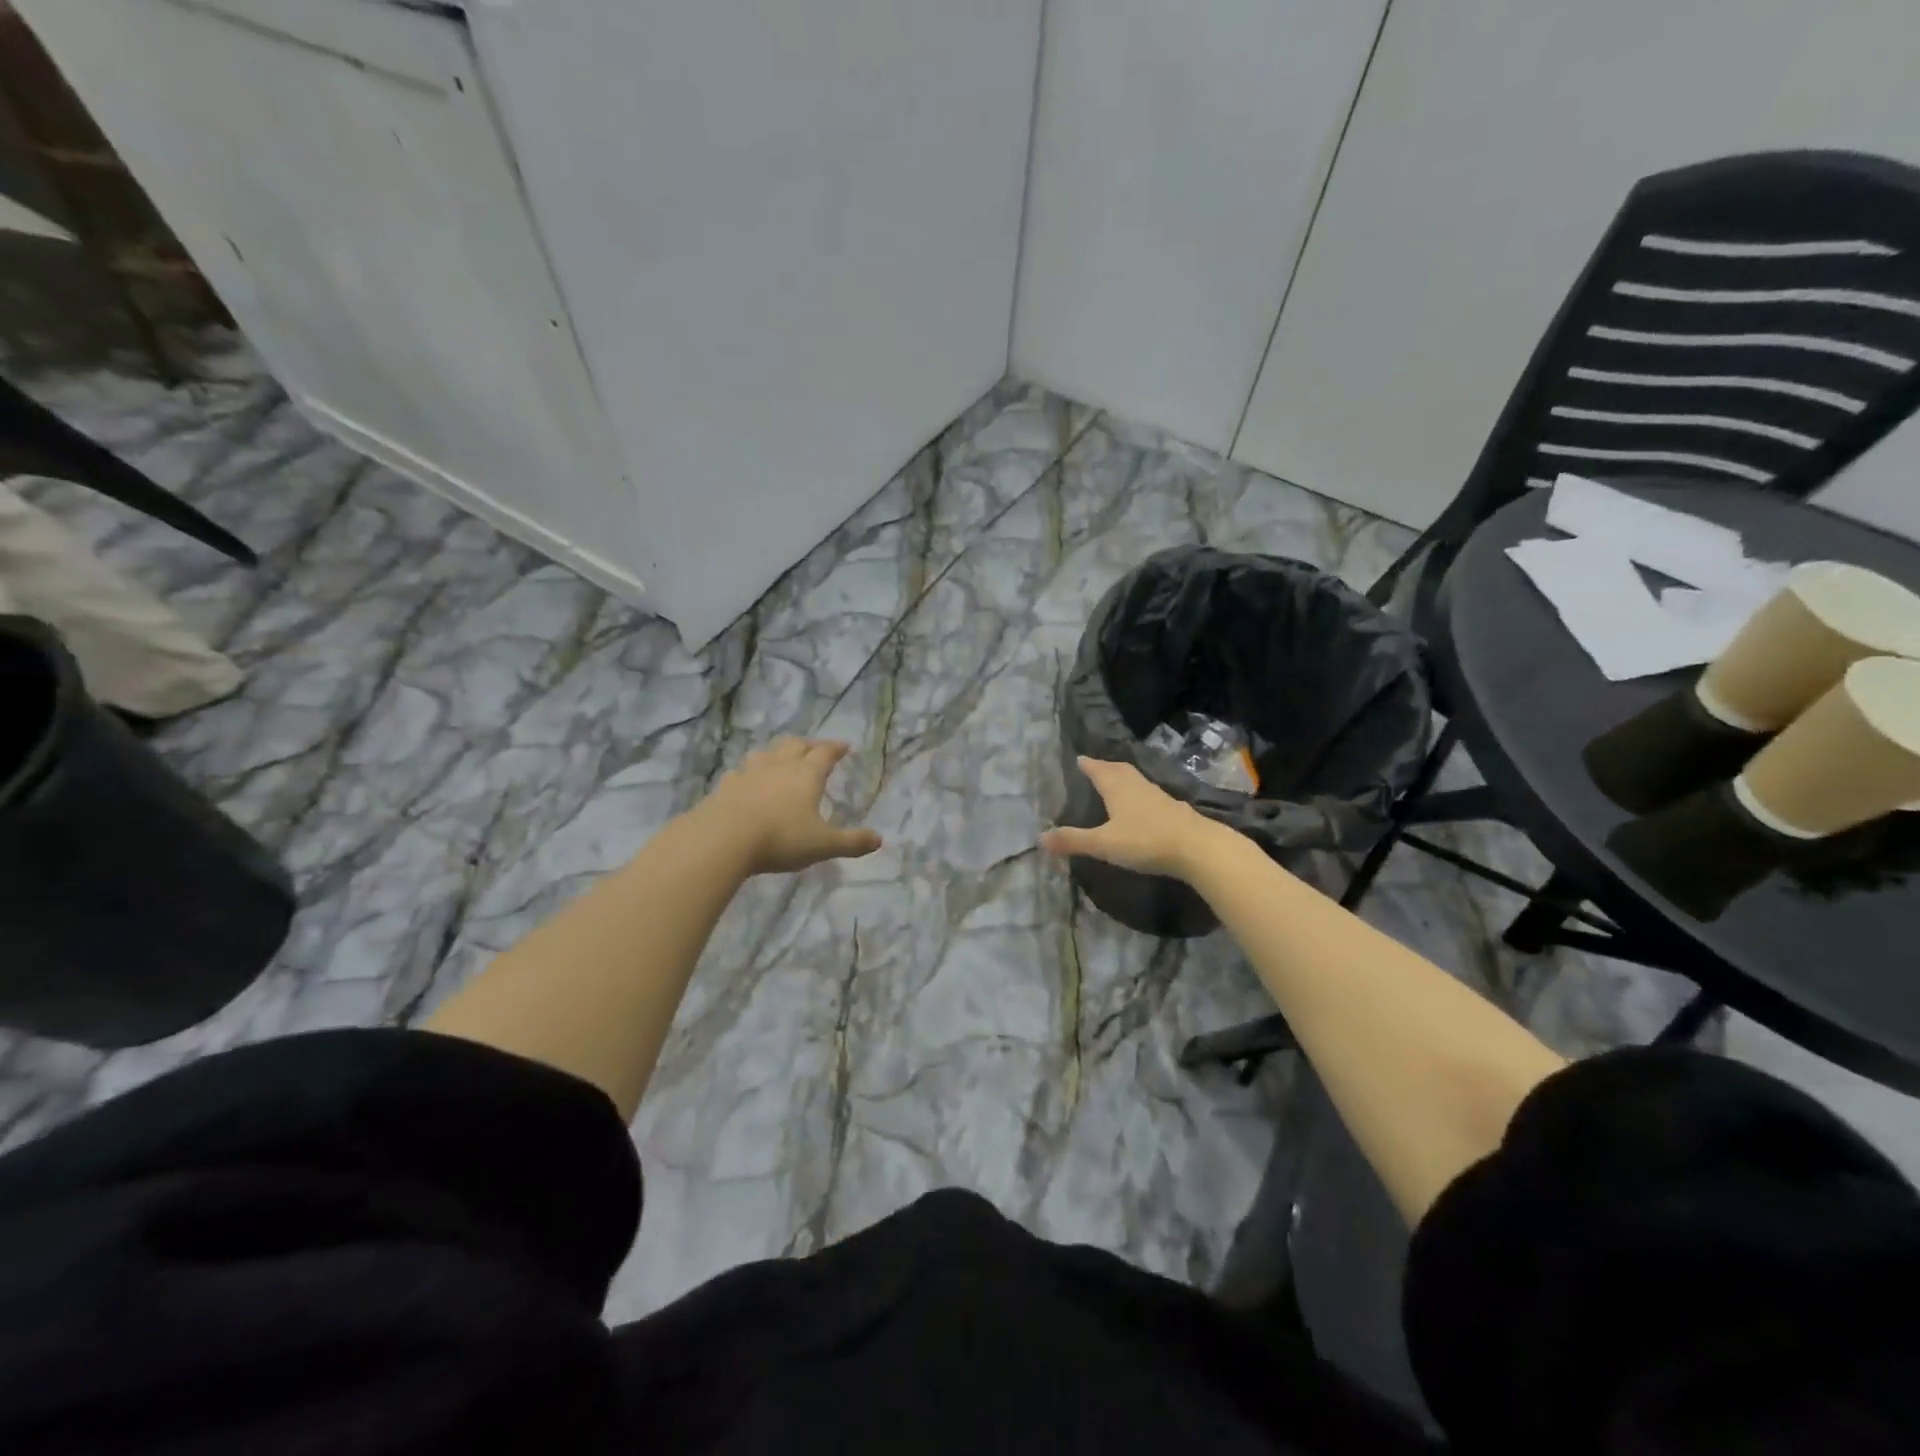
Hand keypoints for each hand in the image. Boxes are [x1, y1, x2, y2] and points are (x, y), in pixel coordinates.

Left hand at [698, 738, 882, 876]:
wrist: (723, 838)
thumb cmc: (780, 838)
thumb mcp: (823, 845)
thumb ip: (851, 843)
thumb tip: (879, 840)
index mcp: (807, 775)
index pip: (825, 753)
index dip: (836, 748)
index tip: (844, 747)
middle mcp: (779, 766)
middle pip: (795, 745)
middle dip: (808, 745)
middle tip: (815, 750)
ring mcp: (749, 773)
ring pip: (766, 753)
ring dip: (777, 753)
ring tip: (781, 759)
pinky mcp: (726, 785)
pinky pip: (741, 772)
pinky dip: (749, 773)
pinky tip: (747, 782)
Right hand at [1040, 757, 1220, 879]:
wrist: (1197, 848)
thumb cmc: (1145, 841)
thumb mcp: (1104, 843)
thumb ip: (1073, 840)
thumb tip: (1040, 837)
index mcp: (1117, 787)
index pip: (1098, 770)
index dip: (1088, 765)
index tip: (1078, 759)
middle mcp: (1137, 785)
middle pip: (1119, 769)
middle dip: (1105, 767)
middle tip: (1095, 766)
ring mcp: (1158, 796)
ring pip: (1136, 780)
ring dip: (1123, 778)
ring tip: (1114, 783)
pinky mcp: (1173, 809)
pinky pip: (1149, 794)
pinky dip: (1139, 794)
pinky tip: (1140, 806)